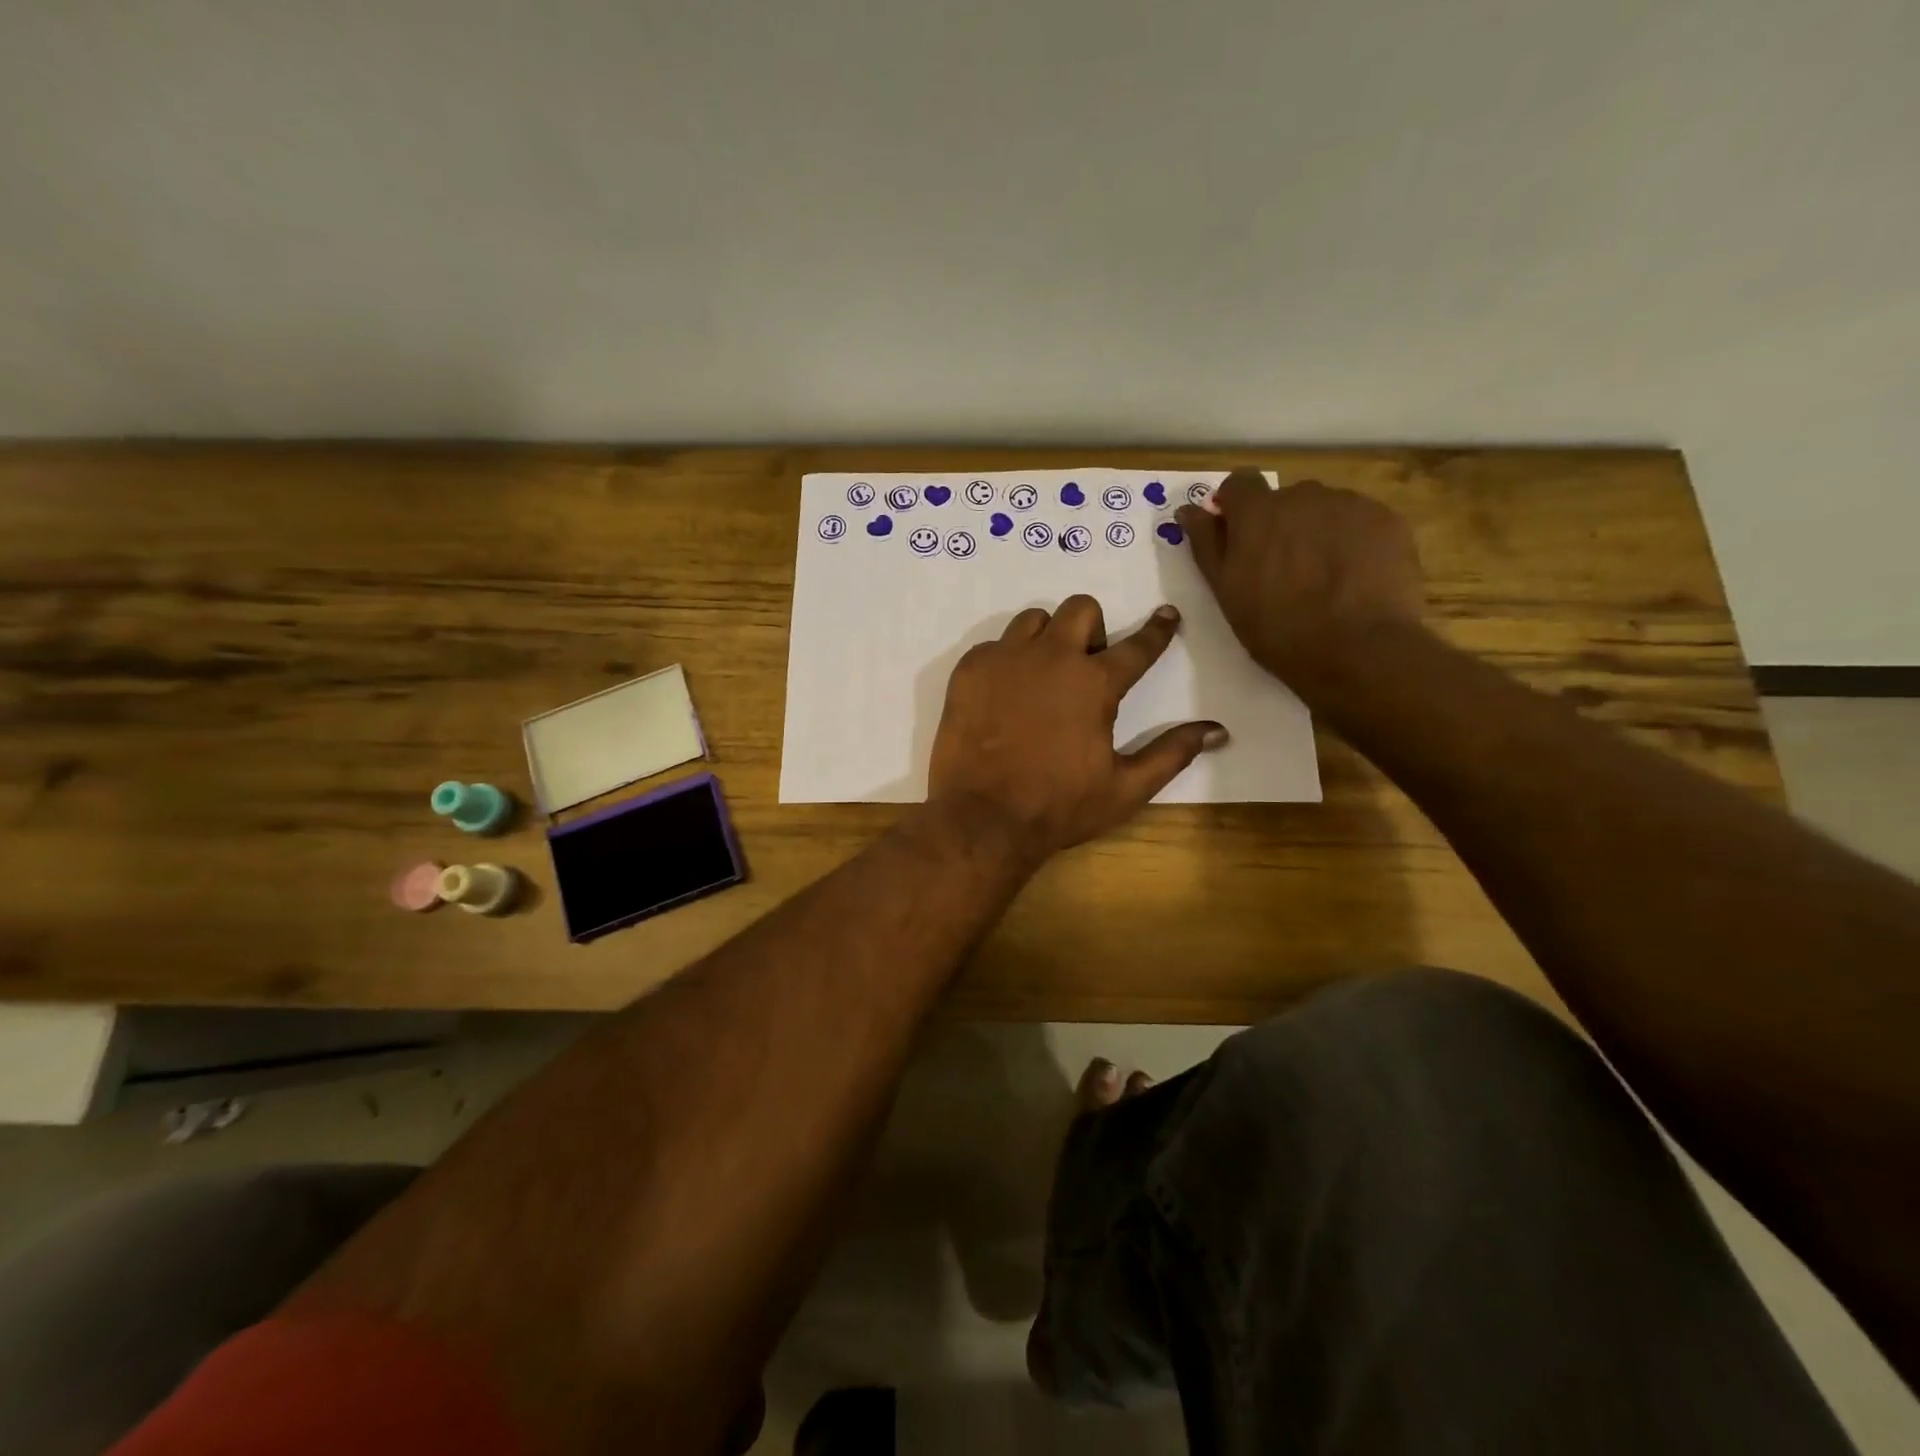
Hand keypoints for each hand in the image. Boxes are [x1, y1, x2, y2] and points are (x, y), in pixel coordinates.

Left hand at [926, 595, 1226, 861]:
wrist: (983, 818)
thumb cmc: (1059, 806)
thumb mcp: (1125, 788)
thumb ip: (1172, 753)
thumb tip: (1218, 730)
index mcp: (1095, 683)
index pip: (1138, 646)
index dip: (1158, 629)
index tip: (1166, 615)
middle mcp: (1052, 656)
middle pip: (1081, 609)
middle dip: (1092, 629)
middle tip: (1086, 666)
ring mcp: (1006, 659)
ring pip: (1033, 620)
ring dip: (1046, 639)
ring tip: (1042, 677)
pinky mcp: (969, 669)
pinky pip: (994, 645)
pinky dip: (1005, 661)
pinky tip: (1003, 696)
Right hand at [1178, 472, 1424, 695]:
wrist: (1357, 649)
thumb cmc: (1277, 628)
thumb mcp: (1227, 592)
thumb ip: (1206, 544)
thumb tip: (1187, 510)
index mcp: (1257, 513)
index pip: (1239, 483)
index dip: (1236, 507)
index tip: (1238, 534)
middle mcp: (1302, 495)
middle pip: (1284, 500)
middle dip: (1280, 525)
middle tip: (1284, 570)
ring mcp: (1349, 504)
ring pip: (1324, 509)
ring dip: (1317, 532)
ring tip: (1324, 577)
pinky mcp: (1386, 520)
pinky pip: (1360, 521)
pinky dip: (1352, 541)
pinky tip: (1354, 578)